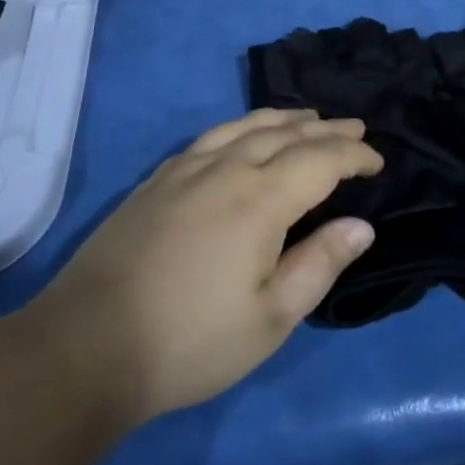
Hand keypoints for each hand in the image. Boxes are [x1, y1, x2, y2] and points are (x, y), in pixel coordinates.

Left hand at [35, 109, 382, 423]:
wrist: (86, 346)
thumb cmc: (190, 341)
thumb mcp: (270, 318)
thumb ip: (319, 264)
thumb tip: (361, 226)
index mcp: (260, 199)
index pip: (320, 160)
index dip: (354, 154)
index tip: (378, 160)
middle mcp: (225, 169)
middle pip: (285, 133)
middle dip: (325, 128)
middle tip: (355, 126)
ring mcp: (184, 170)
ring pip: (244, 126)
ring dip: (283, 118)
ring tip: (307, 118)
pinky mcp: (155, 181)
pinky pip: (210, 137)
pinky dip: (241, 127)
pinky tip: (242, 136)